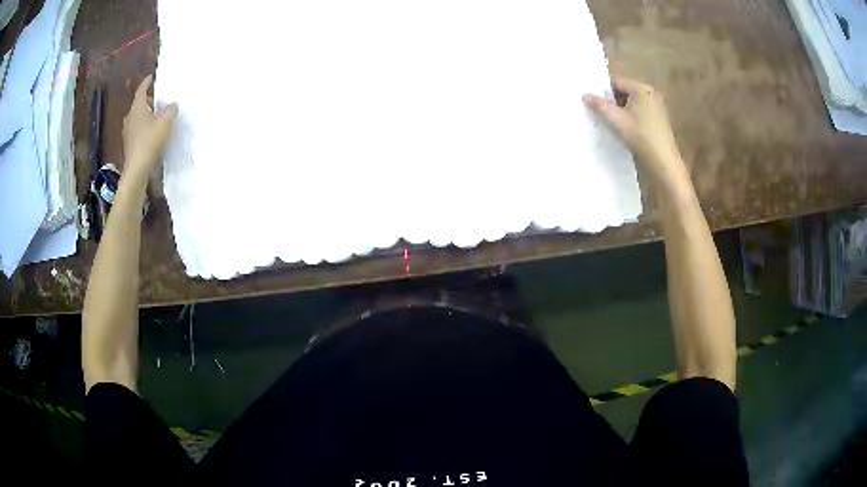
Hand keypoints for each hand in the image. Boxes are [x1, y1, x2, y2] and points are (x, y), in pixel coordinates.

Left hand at [122, 75, 176, 180]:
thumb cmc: (150, 142)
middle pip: (140, 104)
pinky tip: (153, 133)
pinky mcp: (129, 144)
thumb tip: (172, 105)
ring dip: (147, 116)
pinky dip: (145, 128)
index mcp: (137, 108)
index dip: (147, 82)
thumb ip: (170, 110)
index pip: (142, 90)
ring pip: (138, 118)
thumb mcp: (165, 123)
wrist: (137, 170)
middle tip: (159, 100)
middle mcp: (130, 117)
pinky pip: (138, 130)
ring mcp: (128, 132)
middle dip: (149, 101)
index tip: (152, 77)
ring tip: (158, 117)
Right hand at [583, 77, 689, 190]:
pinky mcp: (659, 118)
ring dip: (622, 110)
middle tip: (601, 112)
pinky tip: (626, 128)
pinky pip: (641, 111)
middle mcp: (651, 93)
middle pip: (625, 91)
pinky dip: (631, 116)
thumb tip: (584, 95)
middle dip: (613, 101)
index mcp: (641, 89)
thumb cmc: (640, 136)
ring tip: (612, 121)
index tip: (594, 102)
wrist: (663, 160)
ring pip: (633, 102)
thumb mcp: (616, 120)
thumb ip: (599, 106)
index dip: (604, 91)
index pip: (617, 82)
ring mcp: (657, 106)